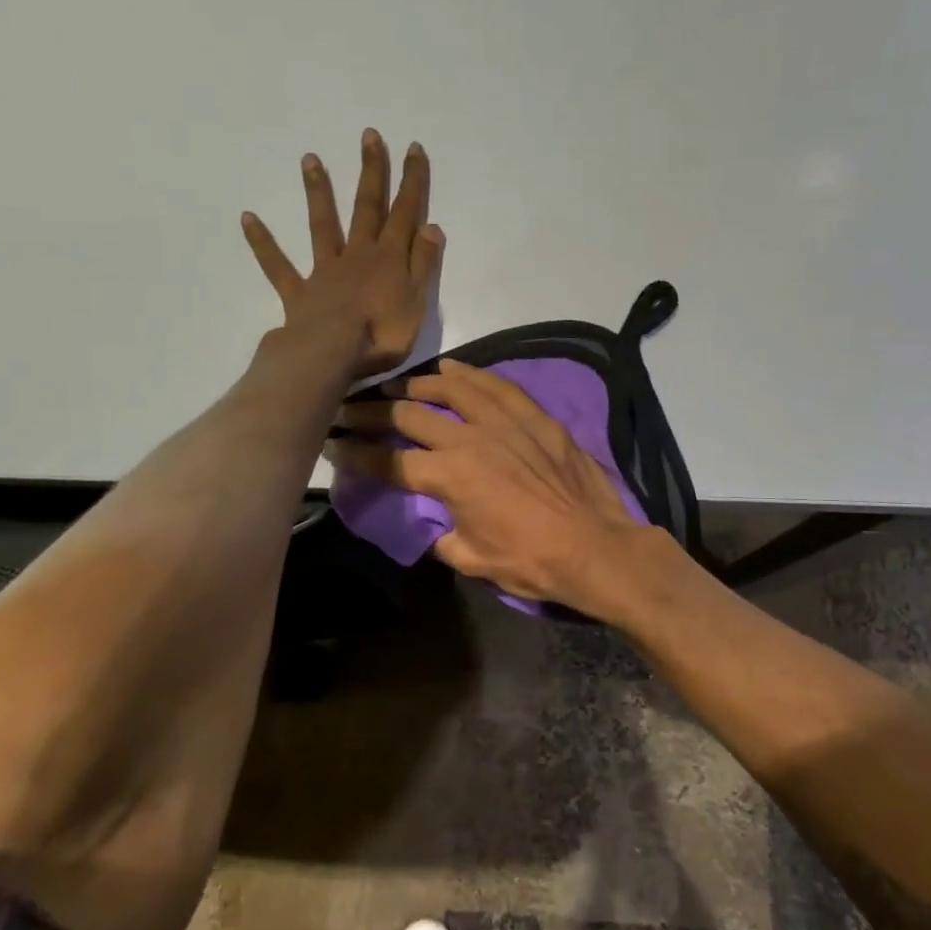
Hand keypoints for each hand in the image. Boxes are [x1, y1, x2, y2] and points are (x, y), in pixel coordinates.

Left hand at [242, 129, 445, 375]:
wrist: (333, 355)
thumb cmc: (382, 334)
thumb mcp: (417, 302)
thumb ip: (423, 263)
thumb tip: (431, 225)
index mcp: (389, 259)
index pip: (405, 214)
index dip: (412, 181)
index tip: (413, 148)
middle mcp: (358, 255)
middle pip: (367, 208)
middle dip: (371, 172)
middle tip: (369, 136)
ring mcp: (325, 270)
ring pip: (322, 225)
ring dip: (318, 192)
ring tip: (310, 158)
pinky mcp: (299, 292)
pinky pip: (278, 265)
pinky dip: (263, 243)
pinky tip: (247, 218)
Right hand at [328, 359, 659, 609]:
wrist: (595, 547)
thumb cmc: (532, 561)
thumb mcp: (474, 559)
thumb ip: (443, 537)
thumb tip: (433, 526)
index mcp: (449, 477)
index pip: (389, 462)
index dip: (356, 454)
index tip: (335, 444)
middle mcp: (470, 439)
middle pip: (410, 415)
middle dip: (372, 412)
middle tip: (350, 407)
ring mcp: (504, 422)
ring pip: (451, 388)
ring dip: (417, 383)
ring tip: (397, 384)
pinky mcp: (535, 417)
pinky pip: (497, 385)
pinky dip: (472, 374)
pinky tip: (454, 369)